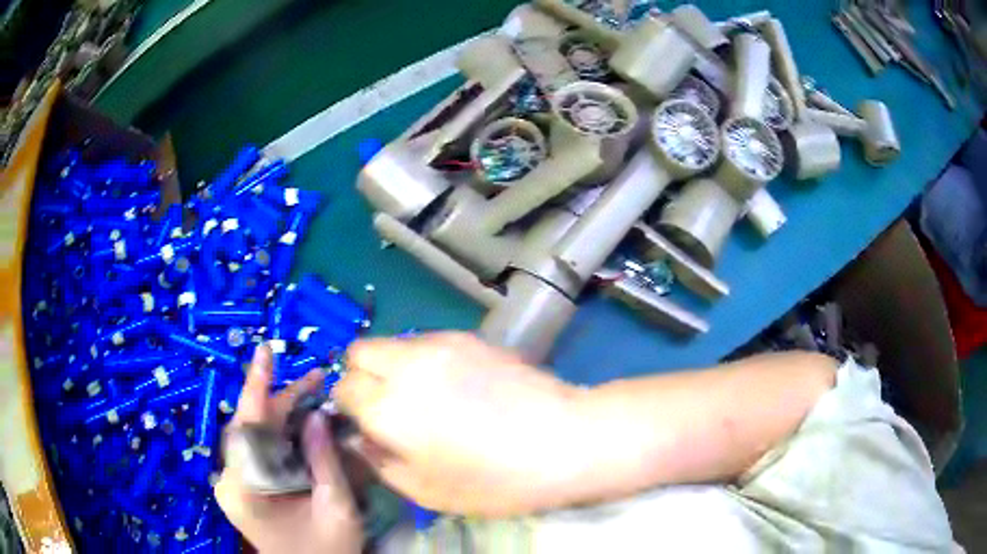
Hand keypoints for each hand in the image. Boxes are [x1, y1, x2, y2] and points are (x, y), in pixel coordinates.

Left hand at [215, 346, 362, 553]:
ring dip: (282, 415)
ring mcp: (234, 484)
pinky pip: (258, 450)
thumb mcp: (336, 509)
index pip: (246, 427)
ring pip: (254, 435)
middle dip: (282, 400)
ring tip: (314, 395)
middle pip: (251, 427)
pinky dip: (280, 434)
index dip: (256, 387)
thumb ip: (325, 461)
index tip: (265, 351)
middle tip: (317, 380)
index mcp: (245, 489)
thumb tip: (317, 414)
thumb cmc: (326, 551)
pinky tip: (301, 426)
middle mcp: (230, 481)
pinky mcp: (242, 486)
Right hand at [334, 332, 584, 516]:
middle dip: (361, 374)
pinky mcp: (468, 336)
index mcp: (388, 407)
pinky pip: (426, 341)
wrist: (563, 439)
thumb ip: (380, 463)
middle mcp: (405, 365)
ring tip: (426, 395)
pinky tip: (457, 385)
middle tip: (387, 403)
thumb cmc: (494, 479)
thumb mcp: (426, 491)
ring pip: (392, 342)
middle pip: (358, 351)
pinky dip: (424, 359)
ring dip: (394, 365)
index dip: (349, 406)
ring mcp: (439, 344)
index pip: (342, 388)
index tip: (366, 421)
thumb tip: (362, 438)